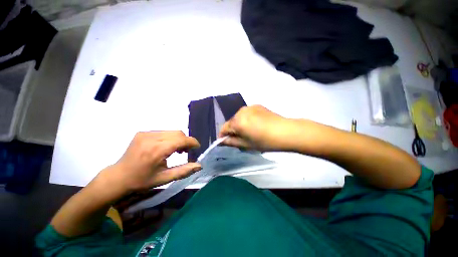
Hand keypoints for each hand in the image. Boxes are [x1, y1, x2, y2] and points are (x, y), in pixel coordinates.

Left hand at [99, 131, 201, 193]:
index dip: (192, 142)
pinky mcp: (143, 133)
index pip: (181, 140)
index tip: (197, 147)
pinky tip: (166, 147)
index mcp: (156, 150)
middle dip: (186, 141)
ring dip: (178, 139)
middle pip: (178, 133)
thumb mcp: (164, 179)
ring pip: (172, 132)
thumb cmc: (141, 180)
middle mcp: (151, 138)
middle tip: (185, 152)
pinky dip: (170, 138)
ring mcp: (145, 133)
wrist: (118, 176)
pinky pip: (164, 132)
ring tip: (176, 150)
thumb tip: (199, 166)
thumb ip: (183, 171)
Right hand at [218, 105, 295, 150]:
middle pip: (231, 122)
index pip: (224, 128)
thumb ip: (231, 142)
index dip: (222, 136)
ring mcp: (249, 107)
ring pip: (239, 117)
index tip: (225, 142)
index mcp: (237, 121)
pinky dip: (247, 119)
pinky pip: (247, 113)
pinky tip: (256, 125)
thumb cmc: (264, 141)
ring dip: (240, 124)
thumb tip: (221, 141)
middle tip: (240, 139)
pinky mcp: (257, 106)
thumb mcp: (246, 144)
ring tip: (249, 132)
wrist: (285, 131)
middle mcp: (241, 111)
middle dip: (232, 130)